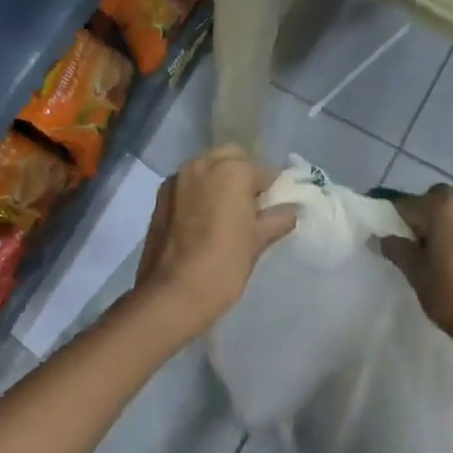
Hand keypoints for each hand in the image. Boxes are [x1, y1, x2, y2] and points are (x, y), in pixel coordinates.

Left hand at [132, 146, 297, 340]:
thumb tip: (291, 210)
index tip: (276, 209)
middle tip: (250, 208)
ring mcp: (177, 179)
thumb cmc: (224, 264)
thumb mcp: (258, 241)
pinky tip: (203, 222)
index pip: (265, 172)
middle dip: (243, 176)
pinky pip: (188, 185)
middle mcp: (202, 164)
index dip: (274, 190)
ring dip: (219, 183)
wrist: (173, 293)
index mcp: (232, 170)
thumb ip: (278, 218)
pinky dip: (198, 194)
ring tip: (225, 216)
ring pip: (206, 169)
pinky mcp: (160, 197)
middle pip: (232, 159)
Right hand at [379, 183, 452, 343]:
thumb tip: (381, 239)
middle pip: (436, 200)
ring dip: (445, 223)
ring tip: (439, 253)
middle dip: (423, 216)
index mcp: (443, 207)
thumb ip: (397, 249)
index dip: (394, 219)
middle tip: (416, 244)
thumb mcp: (416, 273)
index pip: (406, 204)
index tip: (388, 236)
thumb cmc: (451, 294)